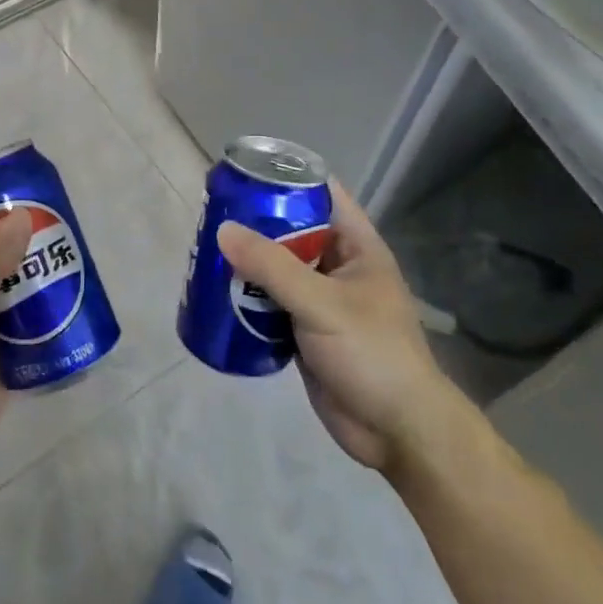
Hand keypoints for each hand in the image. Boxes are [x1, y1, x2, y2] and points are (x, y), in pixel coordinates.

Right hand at [217, 181, 459, 474]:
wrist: (397, 431)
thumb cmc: (372, 353)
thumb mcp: (322, 303)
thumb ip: (272, 266)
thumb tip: (223, 230)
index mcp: (357, 246)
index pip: (322, 195)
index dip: (287, 178)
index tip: (244, 172)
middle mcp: (338, 266)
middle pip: (292, 231)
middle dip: (255, 224)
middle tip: (211, 216)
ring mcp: (321, 301)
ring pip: (277, 270)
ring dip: (247, 265)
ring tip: (205, 253)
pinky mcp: (305, 332)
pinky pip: (270, 305)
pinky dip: (247, 299)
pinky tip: (217, 296)